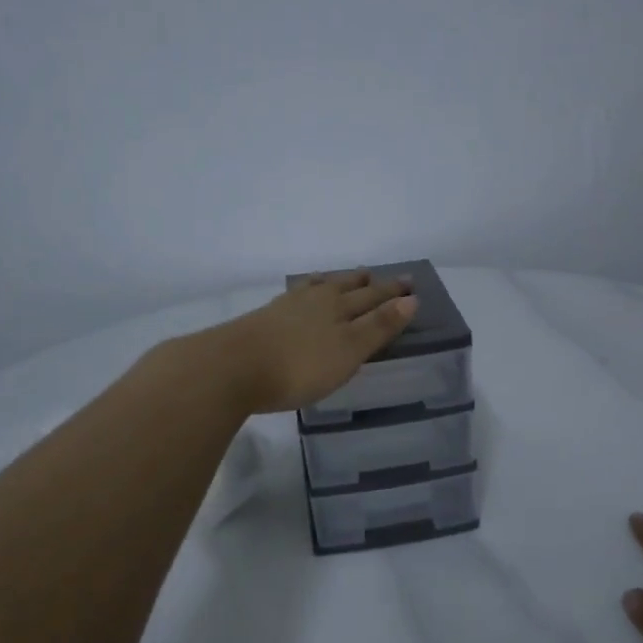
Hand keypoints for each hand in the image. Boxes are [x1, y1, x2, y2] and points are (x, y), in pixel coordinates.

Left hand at [209, 270, 417, 414]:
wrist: (231, 368)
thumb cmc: (299, 365)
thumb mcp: (348, 350)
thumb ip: (379, 326)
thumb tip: (411, 299)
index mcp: (339, 306)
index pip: (373, 297)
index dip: (393, 293)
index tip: (409, 284)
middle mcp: (315, 300)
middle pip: (346, 288)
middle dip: (367, 284)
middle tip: (378, 275)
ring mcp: (286, 307)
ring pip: (318, 288)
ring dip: (335, 283)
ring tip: (342, 278)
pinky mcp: (263, 319)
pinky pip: (295, 297)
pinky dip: (306, 292)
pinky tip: (299, 297)